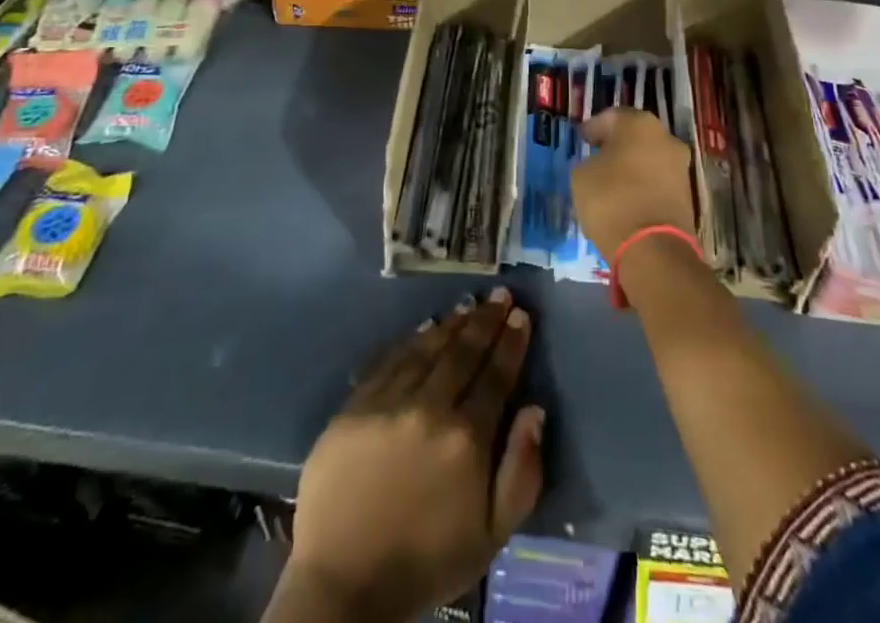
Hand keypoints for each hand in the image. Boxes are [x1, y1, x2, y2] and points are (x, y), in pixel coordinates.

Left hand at [280, 290, 545, 622]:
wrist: (344, 583)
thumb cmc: (426, 561)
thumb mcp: (491, 535)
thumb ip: (522, 472)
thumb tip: (535, 410)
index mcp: (466, 439)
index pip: (496, 376)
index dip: (510, 343)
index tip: (520, 316)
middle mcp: (429, 408)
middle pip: (464, 352)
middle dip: (486, 320)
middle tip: (500, 295)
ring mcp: (388, 402)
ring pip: (427, 348)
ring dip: (452, 323)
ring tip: (468, 305)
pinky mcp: (355, 405)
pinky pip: (390, 359)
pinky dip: (412, 339)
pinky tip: (425, 327)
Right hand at [572, 108, 696, 261]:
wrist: (653, 249)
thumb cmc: (611, 200)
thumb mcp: (581, 176)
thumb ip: (588, 162)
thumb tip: (598, 164)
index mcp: (639, 123)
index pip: (611, 117)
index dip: (593, 128)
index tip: (582, 140)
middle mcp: (665, 137)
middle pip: (635, 135)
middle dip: (616, 145)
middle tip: (597, 158)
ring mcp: (680, 166)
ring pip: (650, 158)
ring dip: (632, 166)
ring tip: (611, 182)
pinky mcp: (687, 194)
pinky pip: (658, 181)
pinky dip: (644, 185)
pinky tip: (628, 199)